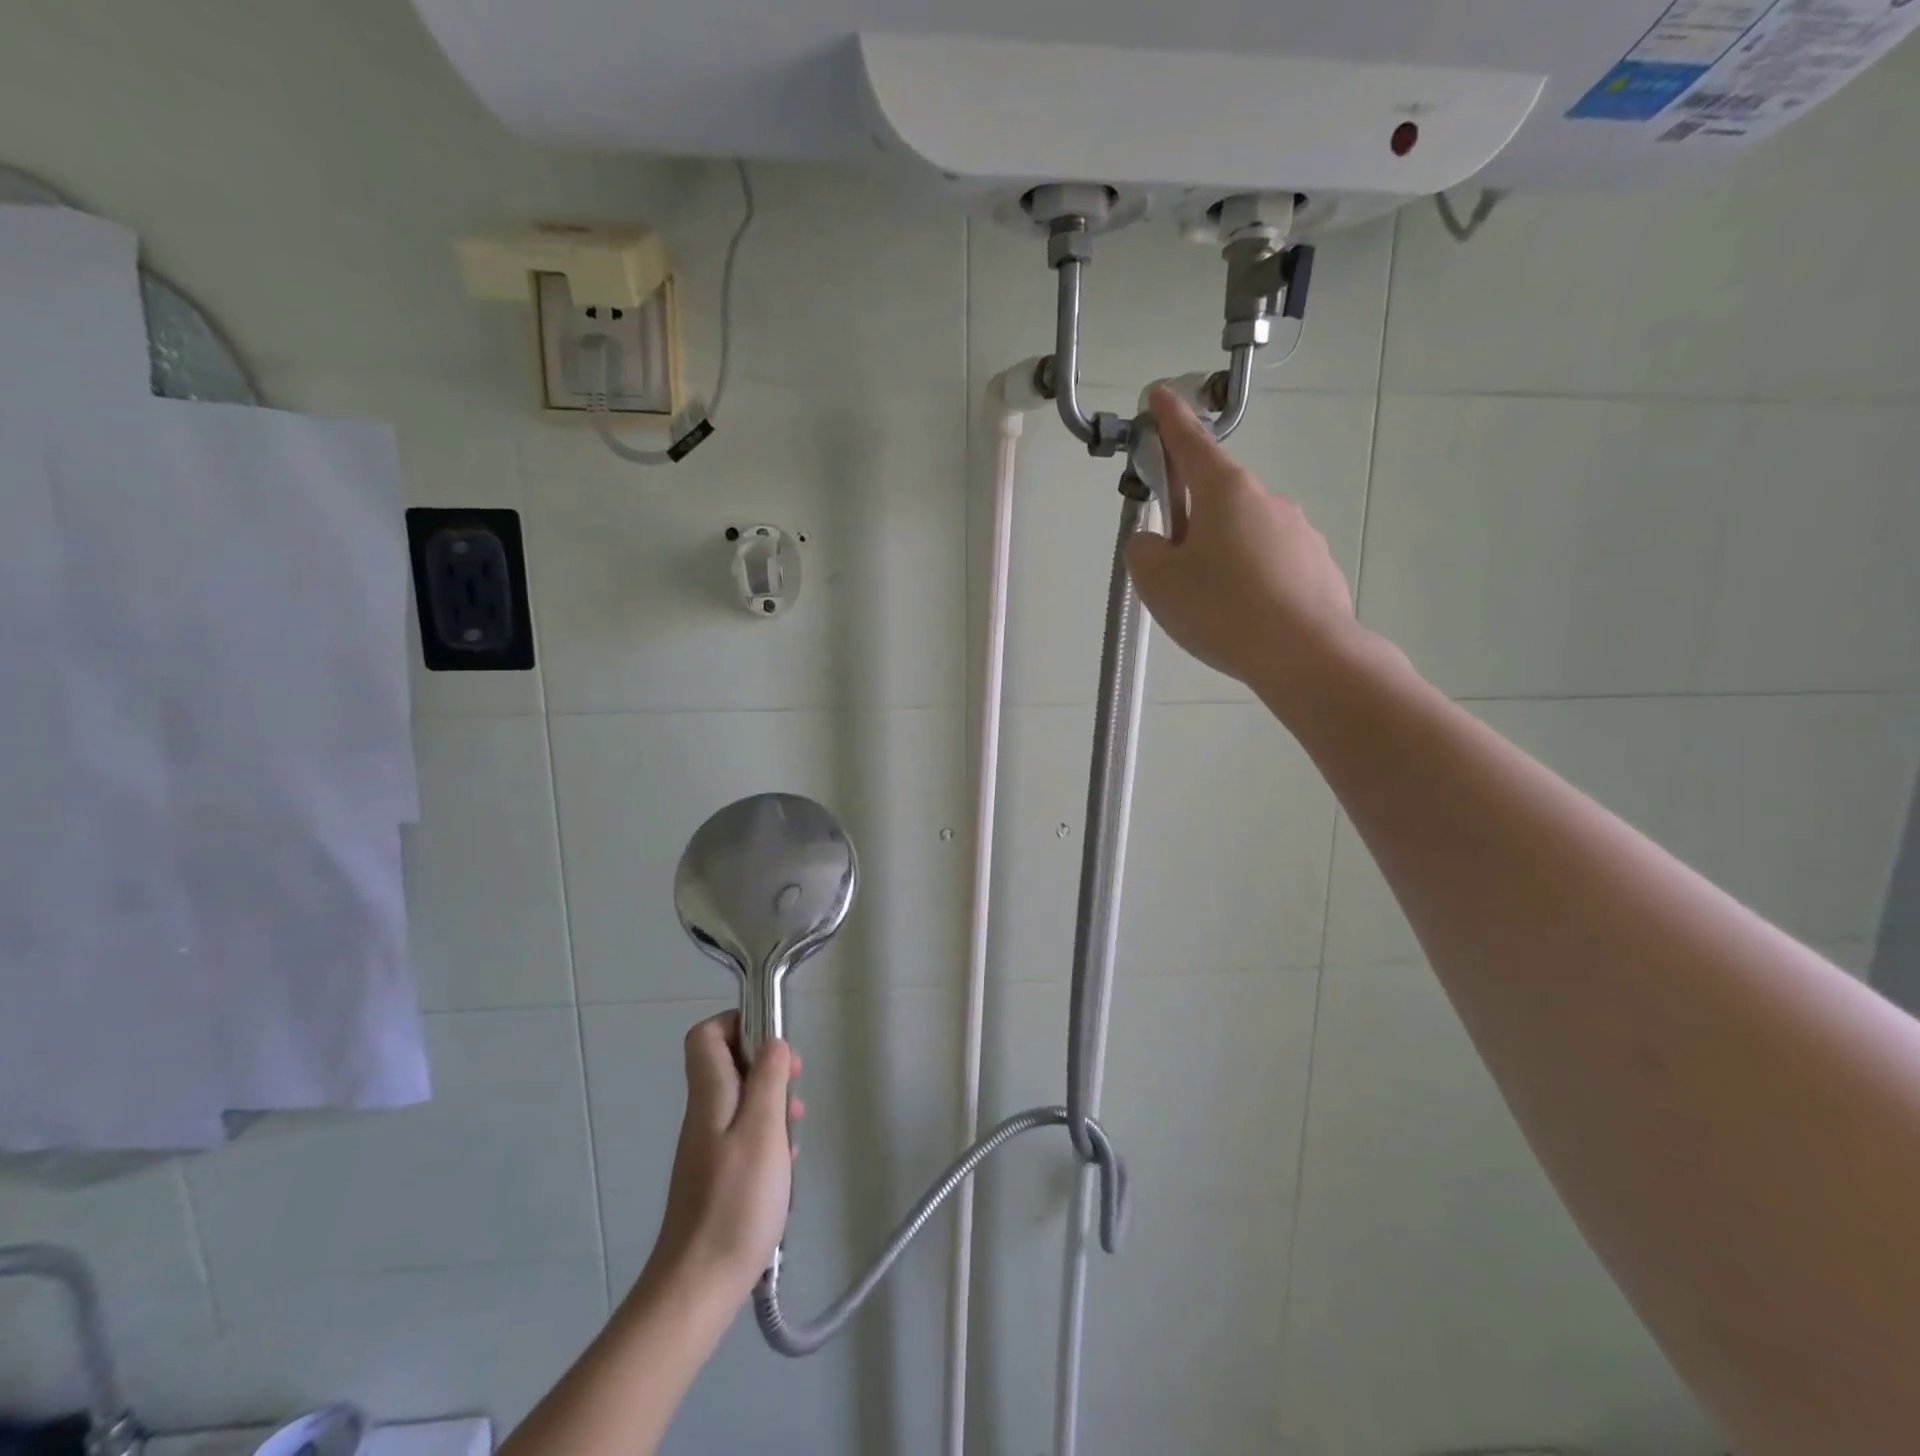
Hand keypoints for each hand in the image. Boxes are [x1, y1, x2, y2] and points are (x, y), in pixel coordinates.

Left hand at [643, 1012, 802, 1302]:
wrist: (697, 1288)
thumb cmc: (735, 1202)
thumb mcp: (762, 1130)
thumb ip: (768, 1080)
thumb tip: (773, 1042)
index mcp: (709, 1096)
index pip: (706, 1035)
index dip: (738, 1024)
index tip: (773, 1041)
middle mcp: (703, 1116)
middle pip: (728, 1066)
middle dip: (766, 1066)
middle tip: (795, 1084)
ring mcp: (707, 1149)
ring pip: (741, 1102)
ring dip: (772, 1104)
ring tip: (797, 1126)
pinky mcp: (716, 1178)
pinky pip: (744, 1137)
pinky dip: (768, 1138)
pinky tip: (786, 1164)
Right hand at [1126, 386, 1368, 710]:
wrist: (1305, 654)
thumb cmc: (1221, 609)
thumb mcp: (1157, 581)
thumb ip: (1143, 550)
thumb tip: (1155, 541)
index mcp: (1225, 491)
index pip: (1190, 443)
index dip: (1169, 420)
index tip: (1159, 396)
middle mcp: (1267, 499)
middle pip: (1216, 497)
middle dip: (1190, 520)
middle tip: (1174, 569)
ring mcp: (1298, 531)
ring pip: (1243, 534)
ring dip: (1221, 555)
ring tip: (1212, 606)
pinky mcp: (1316, 565)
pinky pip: (1269, 564)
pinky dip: (1251, 580)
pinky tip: (1245, 618)